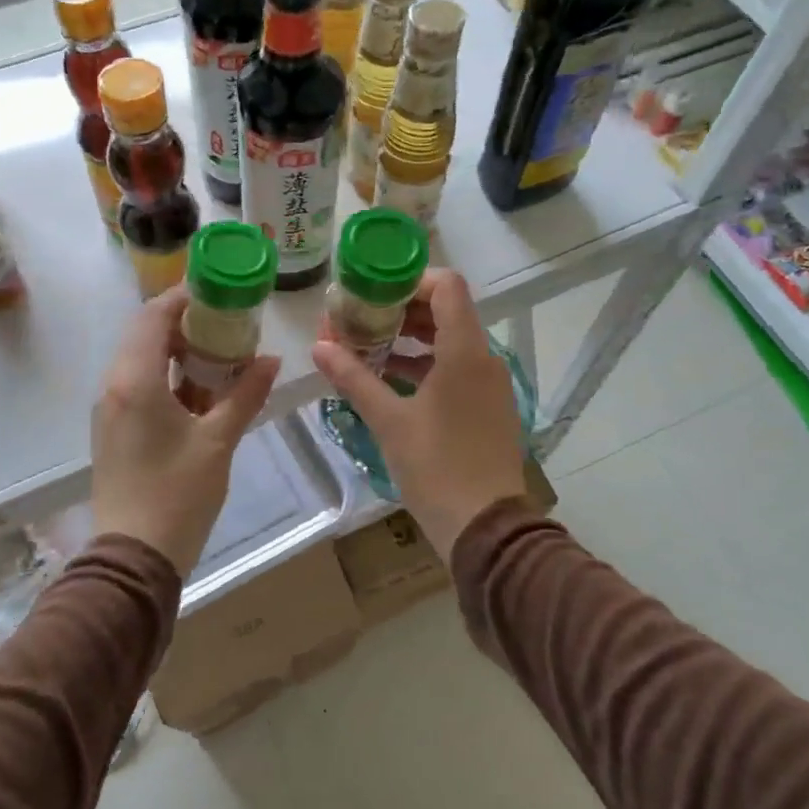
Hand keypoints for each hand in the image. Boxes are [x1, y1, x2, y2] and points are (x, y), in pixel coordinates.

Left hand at [92, 286, 279, 576]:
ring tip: (221, 357)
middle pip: (146, 334)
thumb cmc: (178, 494)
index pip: (155, 315)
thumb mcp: (219, 441)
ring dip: (178, 352)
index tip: (219, 292)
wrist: (134, 557)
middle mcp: (115, 385)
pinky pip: (139, 386)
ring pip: (142, 361)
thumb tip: (271, 360)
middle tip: (228, 325)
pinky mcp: (114, 430)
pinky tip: (201, 394)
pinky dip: (169, 378)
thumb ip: (245, 395)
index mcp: (136, 379)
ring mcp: (110, 409)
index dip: (185, 297)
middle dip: (186, 324)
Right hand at [312, 269, 528, 559]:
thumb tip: (319, 346)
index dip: (410, 279)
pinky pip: (456, 368)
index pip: (447, 286)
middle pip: (447, 311)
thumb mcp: (389, 421)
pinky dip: (425, 364)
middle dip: (402, 310)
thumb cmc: (436, 468)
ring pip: (450, 341)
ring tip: (368, 345)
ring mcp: (489, 384)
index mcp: (465, 351)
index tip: (373, 290)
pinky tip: (390, 378)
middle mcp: (484, 358)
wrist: (485, 528)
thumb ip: (354, 378)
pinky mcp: (487, 407)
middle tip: (360, 317)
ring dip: (411, 338)